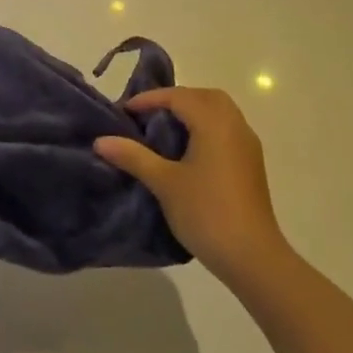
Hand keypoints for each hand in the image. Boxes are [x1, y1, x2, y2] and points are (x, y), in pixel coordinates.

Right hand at [94, 87, 287, 287]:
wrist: (252, 256)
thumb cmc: (206, 213)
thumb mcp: (164, 183)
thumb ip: (133, 156)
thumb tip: (101, 140)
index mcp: (215, 124)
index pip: (180, 97)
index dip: (150, 99)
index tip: (125, 111)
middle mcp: (235, 126)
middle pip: (205, 97)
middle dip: (175, 99)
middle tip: (148, 114)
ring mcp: (247, 146)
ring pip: (219, 112)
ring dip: (193, 112)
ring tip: (165, 130)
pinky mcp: (251, 164)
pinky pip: (227, 130)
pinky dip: (206, 127)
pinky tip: (188, 151)